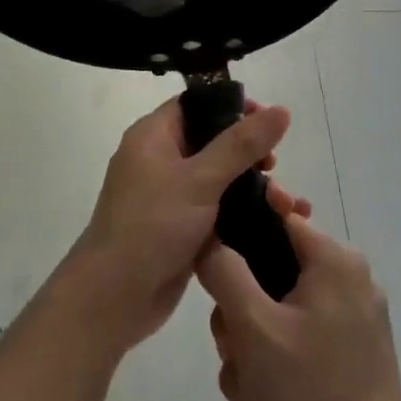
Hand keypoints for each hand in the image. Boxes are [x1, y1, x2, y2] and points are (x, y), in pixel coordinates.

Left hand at [58, 96, 308, 353]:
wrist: (114, 296)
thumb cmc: (151, 226)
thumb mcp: (199, 179)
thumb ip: (241, 145)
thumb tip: (282, 110)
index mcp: (152, 137)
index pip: (195, 104)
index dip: (232, 106)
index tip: (269, 120)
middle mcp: (159, 160)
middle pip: (212, 141)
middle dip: (249, 152)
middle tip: (274, 166)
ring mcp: (170, 197)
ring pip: (219, 179)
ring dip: (253, 187)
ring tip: (285, 205)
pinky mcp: (181, 229)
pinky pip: (218, 210)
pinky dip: (244, 213)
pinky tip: (277, 223)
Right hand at [199, 214, 400, 400]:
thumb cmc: (311, 392)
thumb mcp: (253, 326)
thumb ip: (223, 270)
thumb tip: (208, 237)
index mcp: (334, 260)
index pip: (276, 216)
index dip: (238, 231)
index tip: (211, 262)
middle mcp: (347, 281)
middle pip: (268, 275)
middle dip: (239, 321)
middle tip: (233, 355)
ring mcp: (350, 322)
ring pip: (275, 317)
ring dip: (250, 357)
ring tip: (249, 399)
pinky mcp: (348, 358)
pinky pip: (294, 347)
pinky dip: (273, 375)